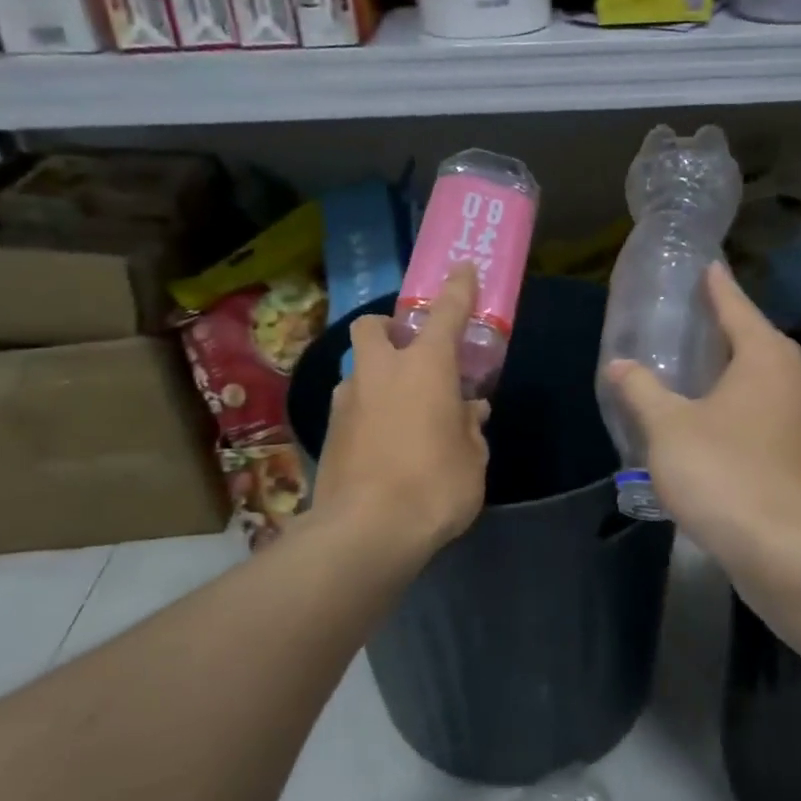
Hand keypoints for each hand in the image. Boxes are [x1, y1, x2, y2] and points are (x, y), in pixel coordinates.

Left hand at [311, 265, 489, 563]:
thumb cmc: (435, 486)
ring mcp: (347, 400)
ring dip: (379, 377)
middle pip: (374, 327)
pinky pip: (352, 406)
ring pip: (359, 369)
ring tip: (402, 412)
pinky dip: (368, 412)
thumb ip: (470, 427)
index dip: (458, 289)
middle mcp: (380, 372)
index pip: (447, 313)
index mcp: (424, 367)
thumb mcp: (472, 459)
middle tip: (412, 355)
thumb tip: (469, 411)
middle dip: (389, 329)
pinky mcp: (328, 431)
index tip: (464, 269)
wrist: (366, 531)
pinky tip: (383, 443)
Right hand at [604, 263, 800, 570]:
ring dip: (735, 374)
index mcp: (766, 356)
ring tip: (700, 371)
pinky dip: (743, 407)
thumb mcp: (668, 427)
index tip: (706, 266)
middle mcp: (796, 378)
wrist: (784, 546)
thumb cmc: (724, 470)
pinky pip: (768, 413)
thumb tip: (620, 365)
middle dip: (726, 331)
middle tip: (691, 323)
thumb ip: (641, 391)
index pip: (736, 307)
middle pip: (757, 342)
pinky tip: (716, 421)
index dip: (717, 288)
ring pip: (765, 381)